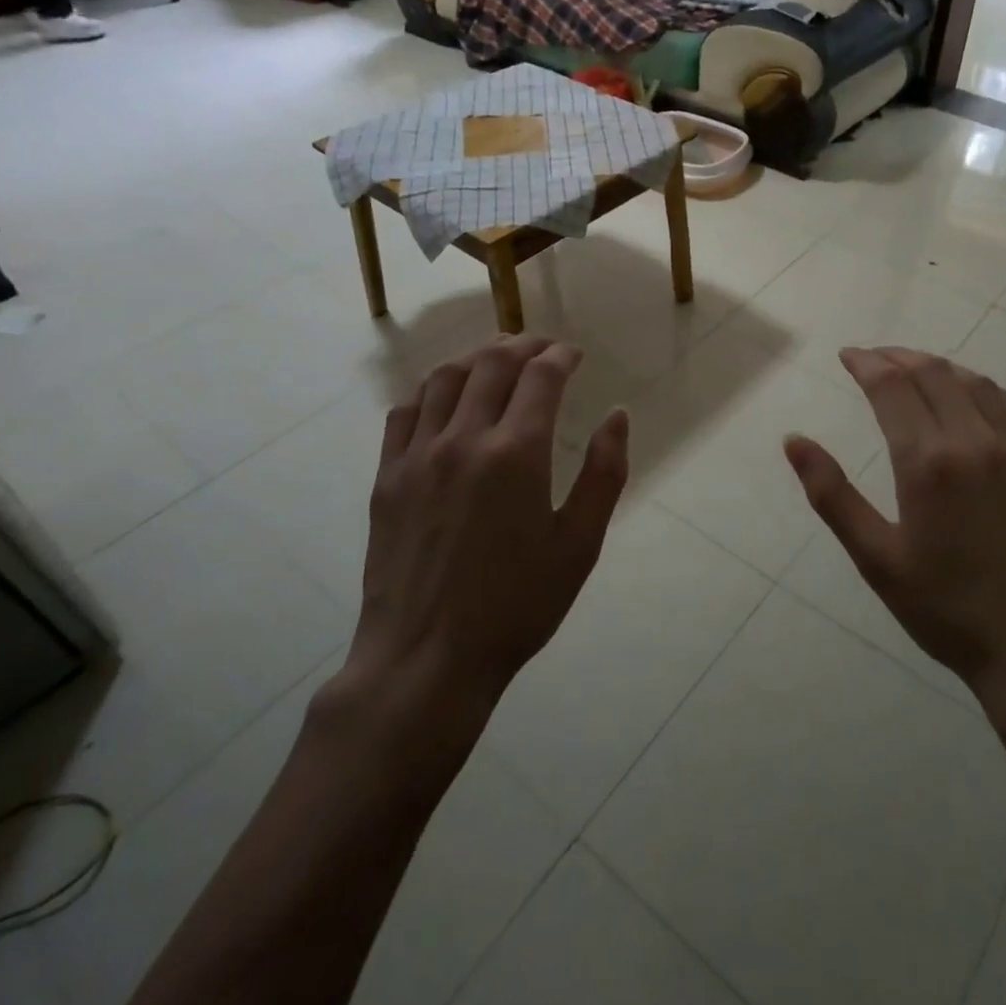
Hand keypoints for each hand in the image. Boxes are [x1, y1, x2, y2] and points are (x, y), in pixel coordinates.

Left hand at [345, 336, 629, 716]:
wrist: (426, 658)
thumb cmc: (517, 606)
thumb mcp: (579, 545)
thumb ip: (604, 474)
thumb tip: (617, 416)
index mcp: (516, 453)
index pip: (540, 376)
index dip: (560, 356)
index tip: (574, 355)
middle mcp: (464, 439)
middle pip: (492, 364)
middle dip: (523, 345)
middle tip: (542, 348)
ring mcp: (418, 455)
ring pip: (444, 378)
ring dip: (476, 358)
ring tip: (496, 360)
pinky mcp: (388, 477)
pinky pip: (405, 412)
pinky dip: (430, 390)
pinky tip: (444, 398)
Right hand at [783, 347, 1005, 740]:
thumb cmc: (949, 611)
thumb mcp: (877, 560)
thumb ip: (832, 495)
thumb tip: (793, 440)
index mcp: (928, 463)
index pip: (892, 387)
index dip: (867, 363)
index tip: (848, 355)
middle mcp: (975, 442)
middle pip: (933, 374)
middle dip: (898, 357)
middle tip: (874, 357)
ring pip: (975, 384)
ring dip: (939, 367)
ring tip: (915, 369)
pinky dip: (983, 389)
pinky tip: (973, 396)